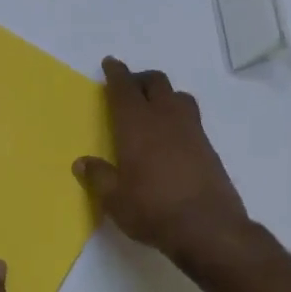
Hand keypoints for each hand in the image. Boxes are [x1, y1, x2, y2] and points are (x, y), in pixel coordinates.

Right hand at [74, 58, 249, 266]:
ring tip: (153, 107)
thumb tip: (82, 162)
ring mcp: (191, 131)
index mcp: (137, 125)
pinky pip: (191, 118)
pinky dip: (178, 115)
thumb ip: (98, 177)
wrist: (208, 228)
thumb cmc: (152, 210)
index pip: (124, 89)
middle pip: (156, 83)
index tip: (110, 63)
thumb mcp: (115, 199)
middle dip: (140, 79)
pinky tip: (172, 136)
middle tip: (129, 87)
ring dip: (163, 94)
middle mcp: (165, 119)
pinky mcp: (208, 147)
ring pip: (178, 96)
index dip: (116, 73)